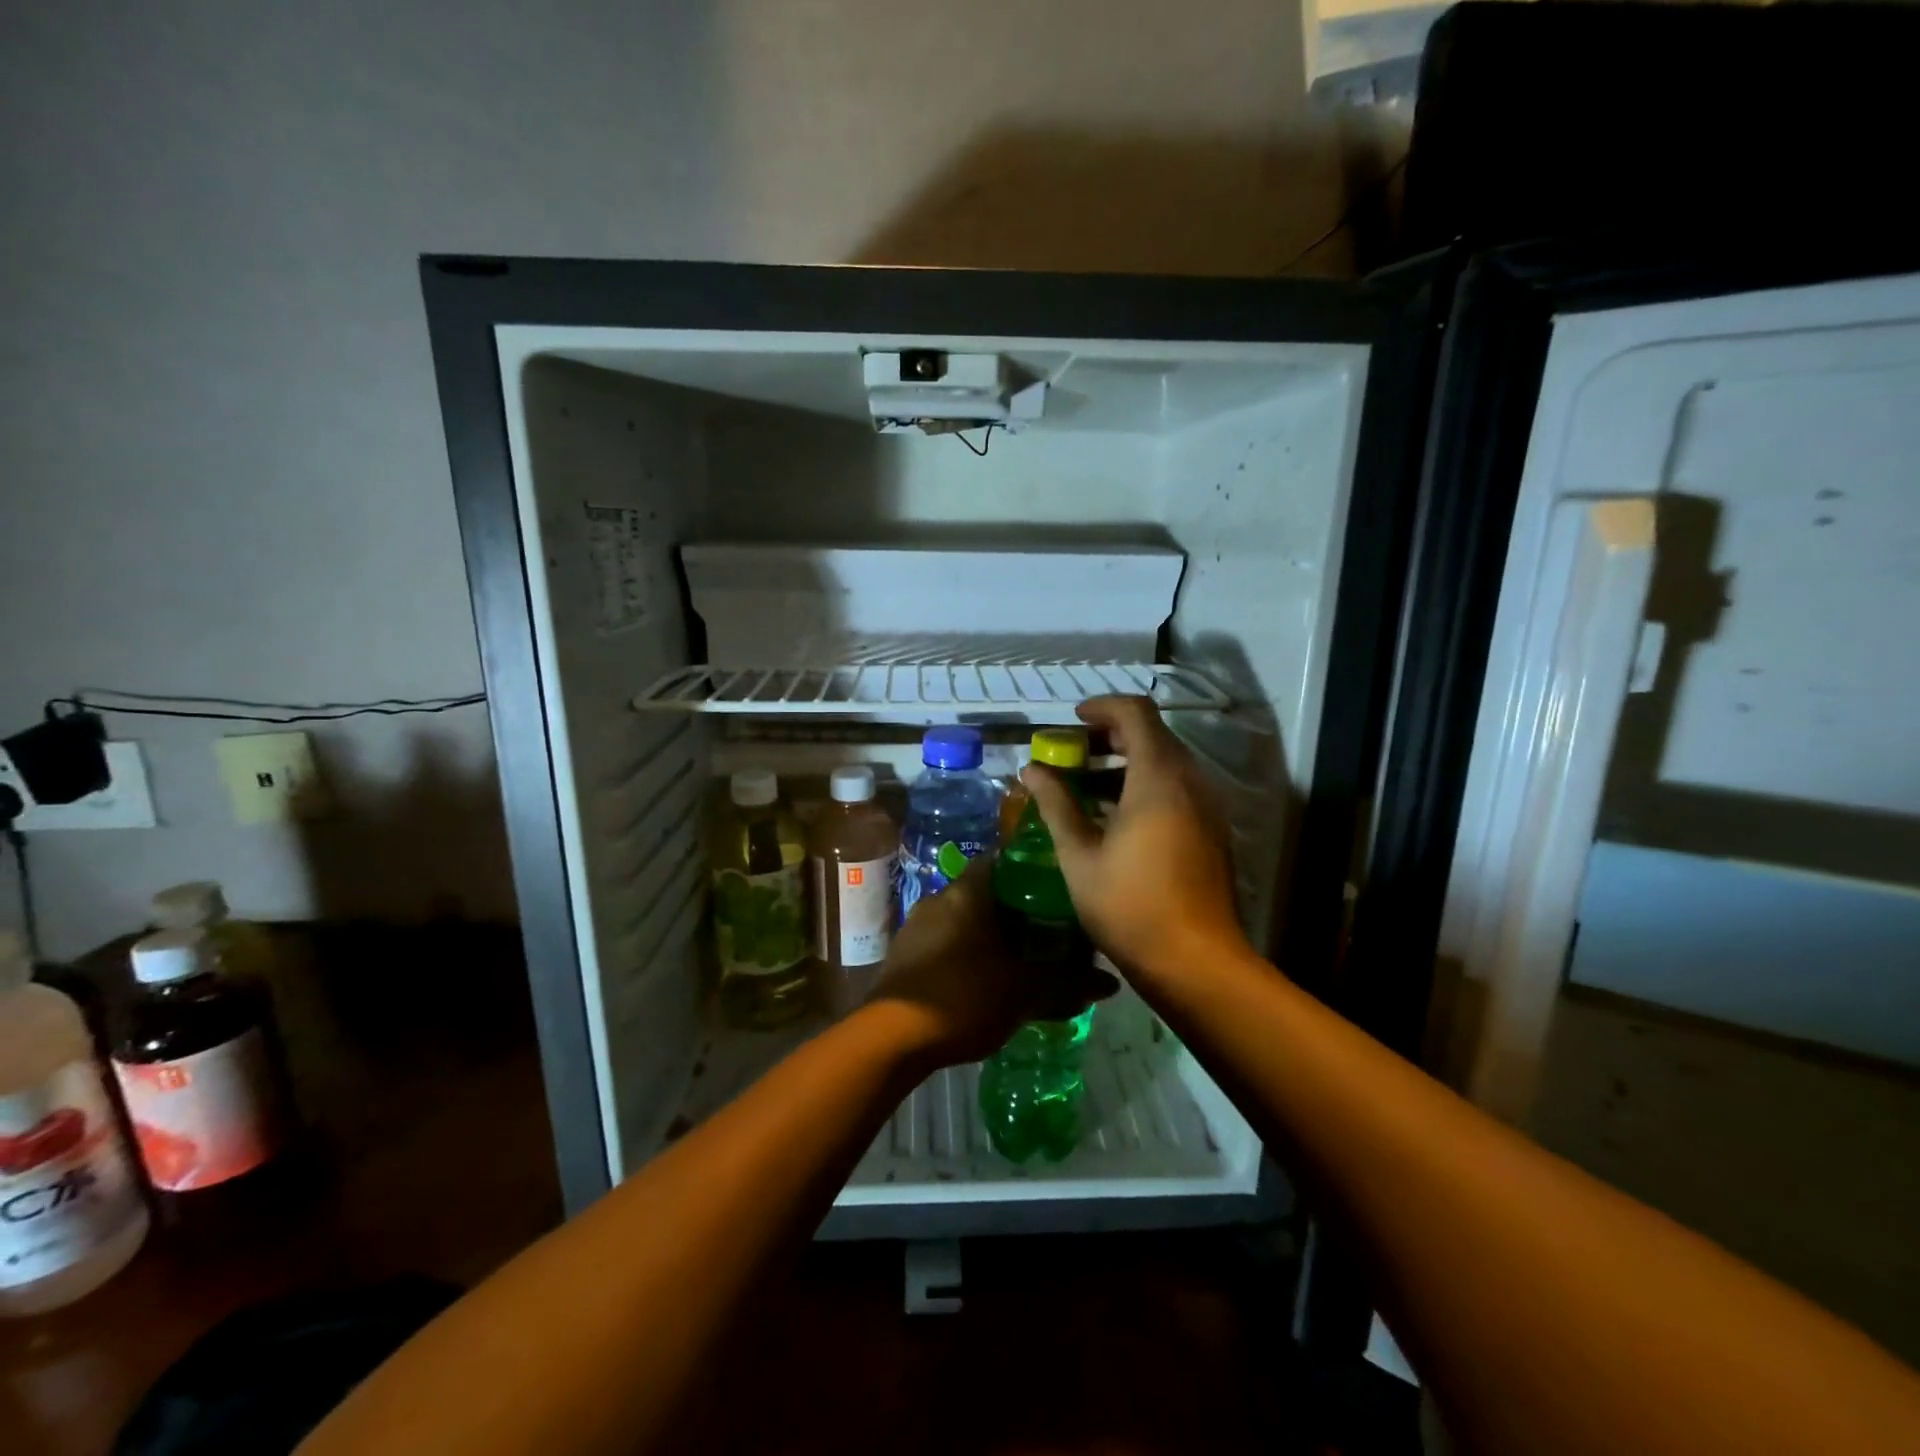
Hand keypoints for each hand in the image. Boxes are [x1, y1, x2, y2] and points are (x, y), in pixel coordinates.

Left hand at [867, 856, 1116, 1065]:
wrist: (892, 1036)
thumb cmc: (965, 996)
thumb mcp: (1024, 992)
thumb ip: (1067, 983)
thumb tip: (1111, 984)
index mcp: (968, 892)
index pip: (1003, 860)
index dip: (1031, 870)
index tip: (1056, 888)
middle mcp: (939, 898)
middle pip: (984, 893)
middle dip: (1014, 911)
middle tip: (1046, 931)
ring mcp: (916, 927)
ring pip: (962, 921)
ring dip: (988, 936)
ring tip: (1018, 961)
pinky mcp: (902, 956)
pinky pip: (943, 944)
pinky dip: (965, 955)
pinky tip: (982, 982)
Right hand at [1020, 695, 1244, 984]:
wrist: (1195, 961)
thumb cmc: (1129, 904)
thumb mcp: (1079, 854)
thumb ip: (1056, 804)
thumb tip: (1031, 770)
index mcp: (1158, 777)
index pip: (1135, 713)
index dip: (1101, 707)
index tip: (1072, 721)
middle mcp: (1190, 781)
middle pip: (1153, 735)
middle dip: (1110, 736)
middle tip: (1072, 755)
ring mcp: (1206, 806)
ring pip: (1166, 763)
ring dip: (1126, 763)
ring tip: (1085, 787)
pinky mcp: (1211, 830)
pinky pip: (1177, 789)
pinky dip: (1145, 786)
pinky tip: (1114, 818)